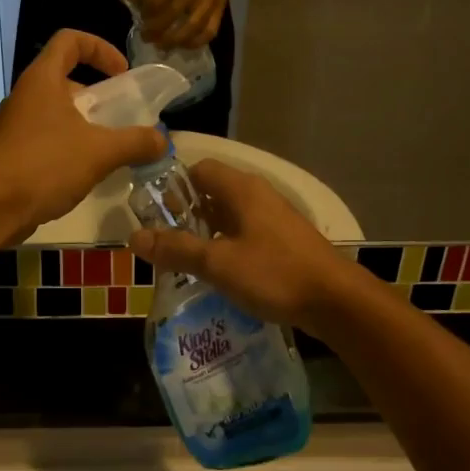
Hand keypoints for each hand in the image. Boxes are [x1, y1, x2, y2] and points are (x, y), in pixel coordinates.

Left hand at [0, 30, 165, 238]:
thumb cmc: (44, 165)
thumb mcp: (99, 152)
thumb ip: (135, 142)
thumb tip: (163, 140)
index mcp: (43, 79)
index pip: (70, 40)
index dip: (100, 48)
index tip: (122, 74)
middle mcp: (26, 96)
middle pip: (65, 78)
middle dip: (97, 95)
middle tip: (121, 117)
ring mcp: (15, 125)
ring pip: (57, 112)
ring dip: (85, 125)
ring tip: (109, 149)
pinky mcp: (12, 153)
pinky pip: (47, 139)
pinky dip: (69, 147)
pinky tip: (85, 173)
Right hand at [129, 160, 358, 335]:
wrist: (336, 301)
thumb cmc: (274, 273)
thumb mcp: (218, 263)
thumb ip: (176, 249)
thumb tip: (134, 237)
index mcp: (241, 190)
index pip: (199, 169)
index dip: (173, 186)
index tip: (153, 213)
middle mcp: (258, 196)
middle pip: (213, 193)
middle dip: (186, 214)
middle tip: (163, 242)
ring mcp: (274, 219)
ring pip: (229, 217)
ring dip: (206, 234)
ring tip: (183, 260)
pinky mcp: (284, 242)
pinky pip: (245, 235)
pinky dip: (227, 247)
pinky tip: (217, 274)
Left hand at [139, 0, 230, 48]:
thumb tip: (133, 2)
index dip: (149, 6)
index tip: (140, 17)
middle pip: (175, 10)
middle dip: (157, 27)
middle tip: (145, 36)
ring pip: (193, 25)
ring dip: (174, 39)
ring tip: (160, 46)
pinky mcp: (220, 10)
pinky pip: (209, 31)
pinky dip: (195, 42)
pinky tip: (181, 46)